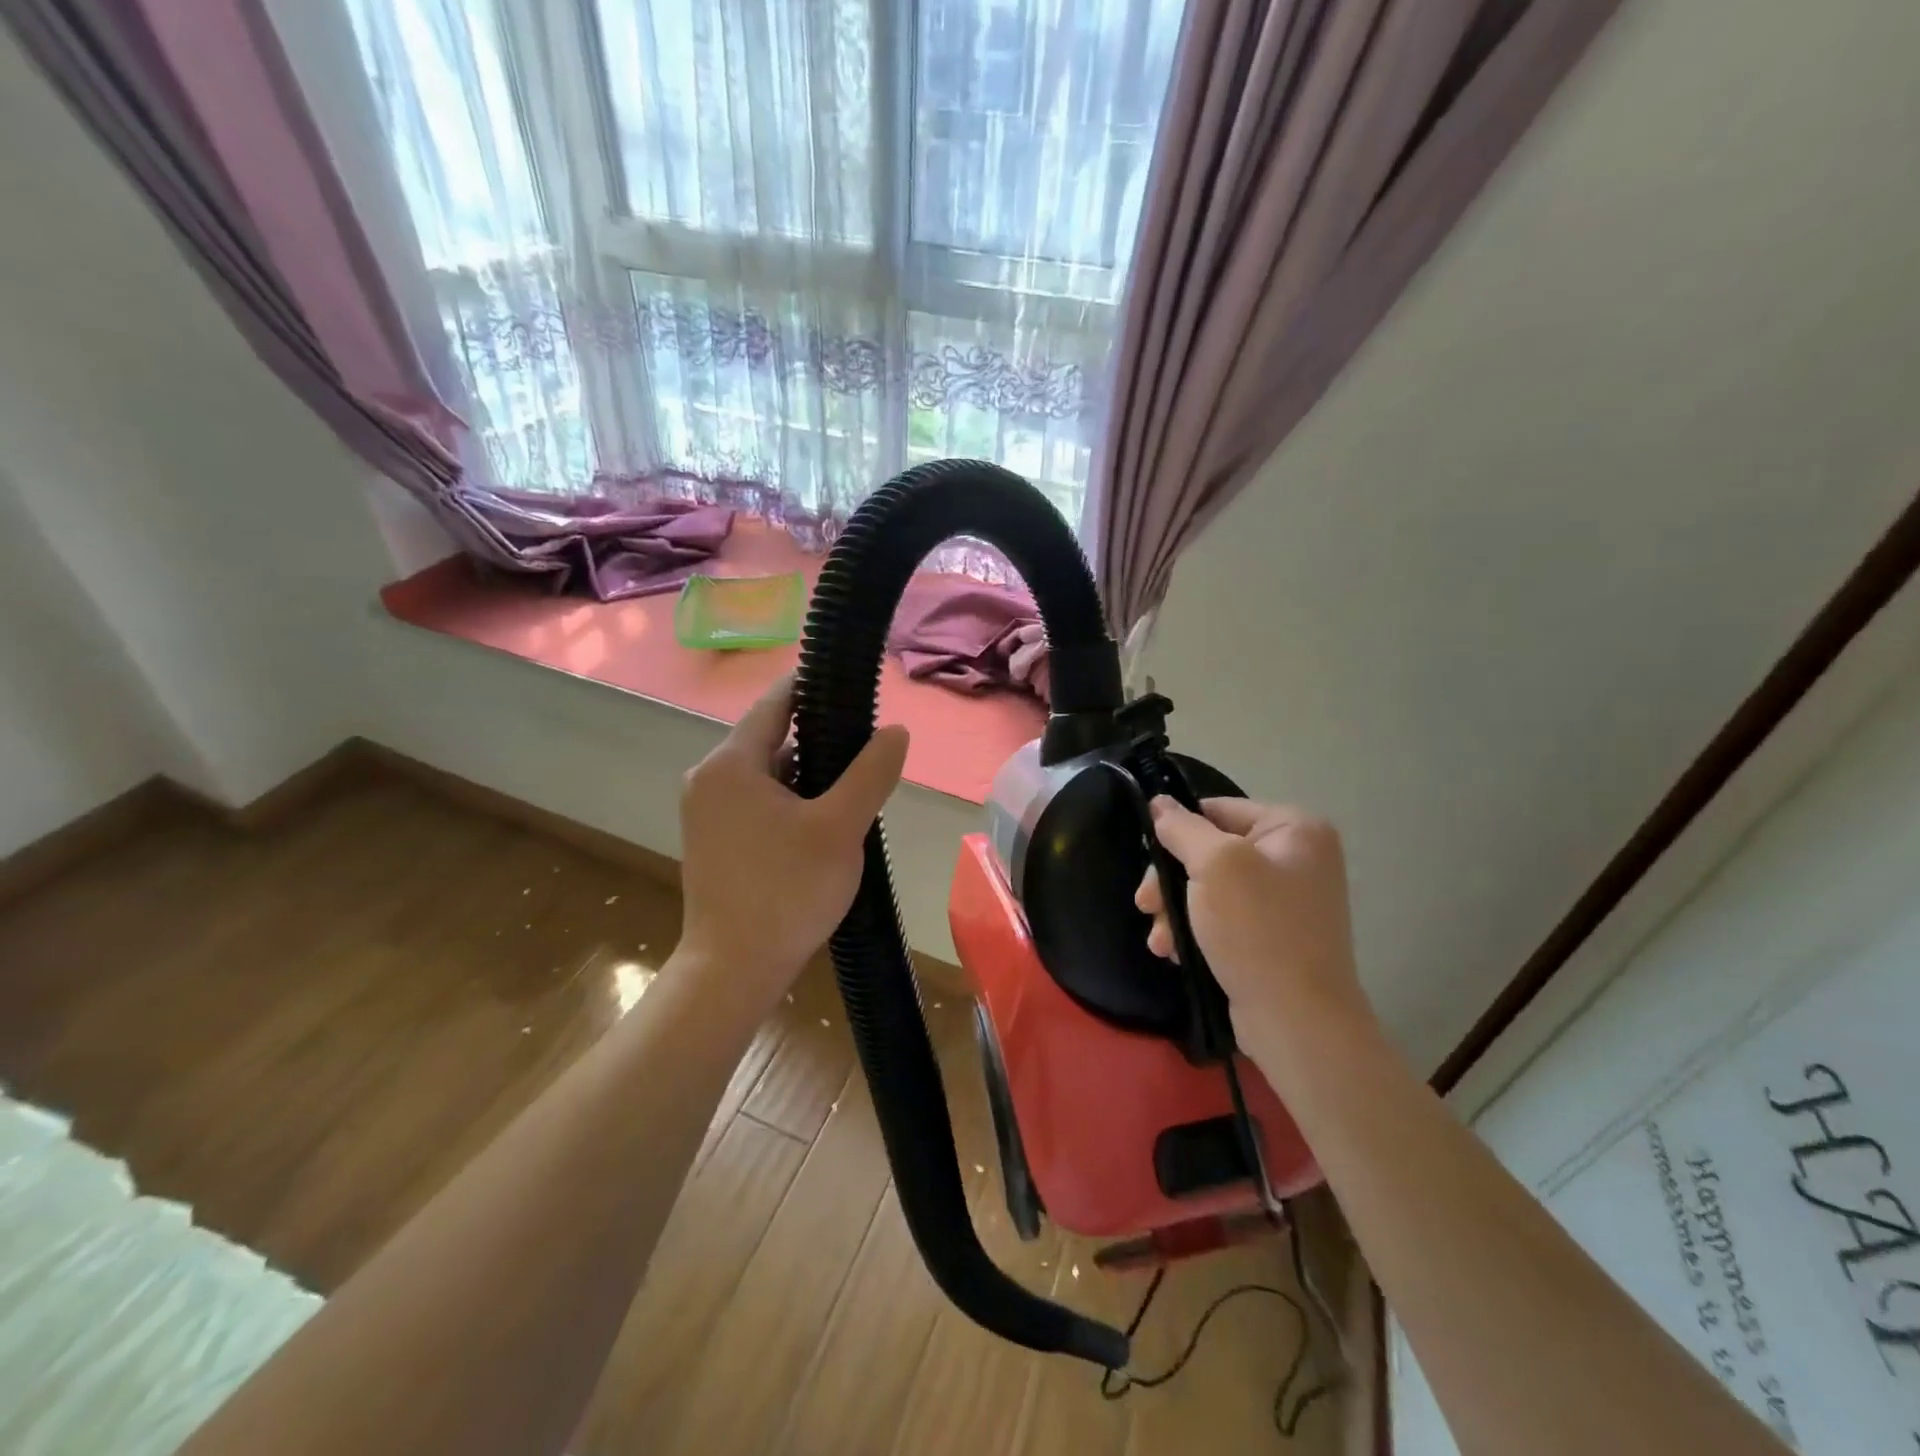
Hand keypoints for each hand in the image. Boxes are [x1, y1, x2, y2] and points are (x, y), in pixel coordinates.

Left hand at [677, 675, 909, 1013]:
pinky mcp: (715, 841)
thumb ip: (871, 772)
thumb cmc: (787, 891)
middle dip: (821, 741)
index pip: (776, 703)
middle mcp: (709, 779)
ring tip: (854, 789)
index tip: (853, 687)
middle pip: (773, 739)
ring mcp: (708, 813)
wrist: (733, 971)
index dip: (815, 688)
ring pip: (768, 775)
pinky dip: (791, 802)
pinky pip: (758, 803)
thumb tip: (895, 730)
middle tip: (867, 752)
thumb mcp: (841, 827)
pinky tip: (824, 824)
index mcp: (731, 764)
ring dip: (809, 776)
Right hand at [1135, 798, 1371, 1050]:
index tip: (1147, 859)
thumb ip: (1182, 828)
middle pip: (1210, 851)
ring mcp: (1287, 900)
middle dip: (1171, 881)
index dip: (1177, 831)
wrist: (1297, 1021)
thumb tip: (1159, 801)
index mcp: (1295, 828)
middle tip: (1144, 905)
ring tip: (1159, 941)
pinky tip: (1176, 952)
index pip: (1218, 810)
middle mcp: (1297, 858)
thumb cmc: (1257, 930)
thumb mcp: (1214, 866)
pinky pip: (1223, 918)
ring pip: (1210, 888)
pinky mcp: (1273, 936)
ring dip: (1176, 911)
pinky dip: (1196, 931)